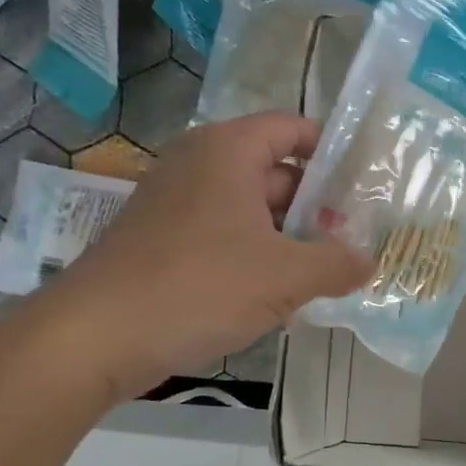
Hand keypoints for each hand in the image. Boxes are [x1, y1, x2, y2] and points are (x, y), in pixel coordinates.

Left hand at [44, 113, 372, 400]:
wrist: (97, 336)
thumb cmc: (201, 286)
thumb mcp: (286, 275)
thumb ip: (337, 263)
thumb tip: (368, 261)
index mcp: (227, 151)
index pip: (293, 129)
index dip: (334, 152)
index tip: (367, 187)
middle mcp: (200, 166)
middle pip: (276, 173)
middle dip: (318, 208)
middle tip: (357, 241)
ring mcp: (178, 205)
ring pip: (252, 212)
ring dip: (291, 241)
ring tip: (330, 275)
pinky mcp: (165, 243)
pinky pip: (226, 239)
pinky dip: (258, 260)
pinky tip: (283, 300)